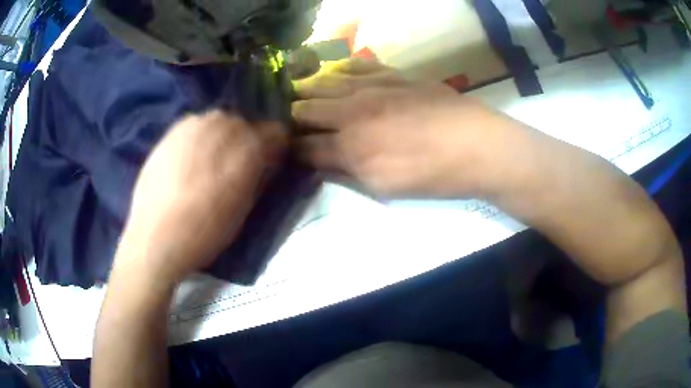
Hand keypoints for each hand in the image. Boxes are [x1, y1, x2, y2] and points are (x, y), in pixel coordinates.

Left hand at [115, 111, 286, 282]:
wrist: (157, 237)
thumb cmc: (207, 231)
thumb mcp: (245, 207)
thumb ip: (260, 174)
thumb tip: (266, 159)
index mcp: (250, 146)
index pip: (276, 132)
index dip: (273, 148)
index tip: (266, 163)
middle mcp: (225, 124)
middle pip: (245, 124)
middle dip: (245, 142)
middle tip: (233, 168)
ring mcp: (196, 123)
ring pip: (219, 123)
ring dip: (220, 138)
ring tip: (207, 165)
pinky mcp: (172, 129)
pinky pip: (196, 126)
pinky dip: (199, 139)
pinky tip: (187, 162)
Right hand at [292, 58, 509, 197]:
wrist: (476, 145)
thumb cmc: (433, 175)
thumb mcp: (386, 189)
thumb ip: (348, 174)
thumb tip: (321, 165)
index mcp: (350, 148)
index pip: (305, 147)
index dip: (292, 150)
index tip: (287, 150)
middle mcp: (352, 112)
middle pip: (305, 110)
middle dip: (292, 119)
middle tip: (290, 123)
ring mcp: (371, 87)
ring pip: (324, 83)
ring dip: (307, 91)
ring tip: (300, 94)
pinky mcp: (391, 74)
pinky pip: (355, 65)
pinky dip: (339, 71)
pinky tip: (334, 74)